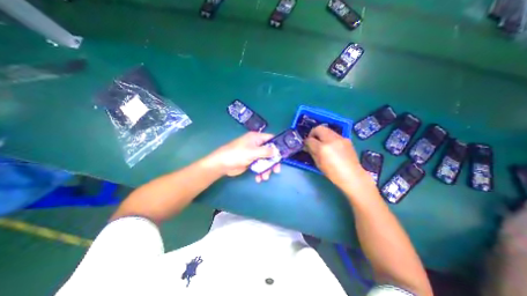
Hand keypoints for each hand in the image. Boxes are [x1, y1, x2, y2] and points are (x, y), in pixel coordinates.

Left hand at [206, 132, 278, 182]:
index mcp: (256, 138)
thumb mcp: (252, 152)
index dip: (277, 145)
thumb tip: (277, 151)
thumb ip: (266, 151)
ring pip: (265, 160)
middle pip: (269, 151)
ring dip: (266, 169)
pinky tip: (259, 178)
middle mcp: (256, 144)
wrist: (222, 164)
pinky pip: (259, 166)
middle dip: (272, 162)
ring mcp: (253, 153)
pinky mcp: (250, 161)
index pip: (271, 139)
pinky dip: (260, 172)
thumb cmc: (237, 154)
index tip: (282, 155)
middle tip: (276, 170)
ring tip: (265, 177)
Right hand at [305, 124, 366, 188]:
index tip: (306, 145)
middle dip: (313, 133)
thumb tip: (307, 146)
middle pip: (319, 128)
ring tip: (322, 143)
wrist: (353, 176)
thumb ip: (312, 152)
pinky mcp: (346, 139)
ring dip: (322, 134)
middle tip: (313, 140)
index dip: (306, 142)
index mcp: (323, 148)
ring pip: (327, 130)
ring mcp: (340, 138)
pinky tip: (332, 146)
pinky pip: (334, 134)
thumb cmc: (333, 173)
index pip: (310, 139)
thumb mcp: (318, 163)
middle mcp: (331, 140)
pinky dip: (330, 138)